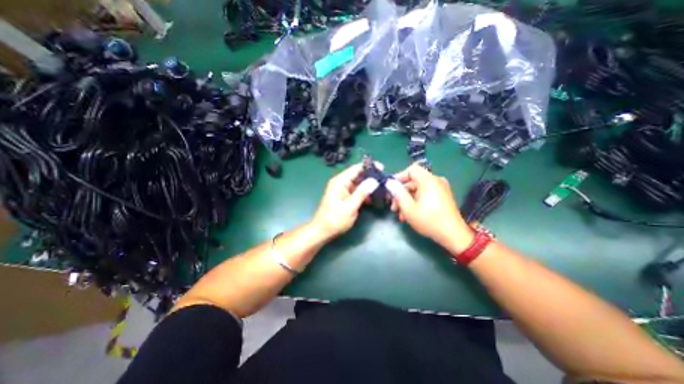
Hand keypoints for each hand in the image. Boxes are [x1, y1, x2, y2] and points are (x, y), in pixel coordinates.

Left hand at [311, 162, 378, 239]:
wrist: (322, 231)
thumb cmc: (335, 219)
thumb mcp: (350, 207)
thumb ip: (362, 193)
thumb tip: (374, 180)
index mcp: (340, 181)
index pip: (356, 168)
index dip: (369, 167)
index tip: (382, 168)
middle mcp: (341, 182)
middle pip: (358, 175)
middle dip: (371, 177)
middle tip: (385, 181)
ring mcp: (342, 190)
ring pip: (358, 183)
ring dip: (369, 186)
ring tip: (382, 189)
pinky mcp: (344, 196)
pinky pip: (356, 191)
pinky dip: (364, 193)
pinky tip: (374, 198)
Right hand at [387, 164, 473, 253]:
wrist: (453, 235)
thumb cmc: (429, 220)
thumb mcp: (409, 208)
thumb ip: (398, 193)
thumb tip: (389, 182)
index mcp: (428, 181)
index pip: (411, 170)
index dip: (399, 177)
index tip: (391, 188)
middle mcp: (435, 181)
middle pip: (413, 182)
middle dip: (401, 194)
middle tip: (393, 206)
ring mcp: (440, 189)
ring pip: (418, 190)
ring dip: (407, 200)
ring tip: (400, 215)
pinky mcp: (442, 197)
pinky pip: (425, 194)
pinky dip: (416, 202)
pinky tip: (410, 215)